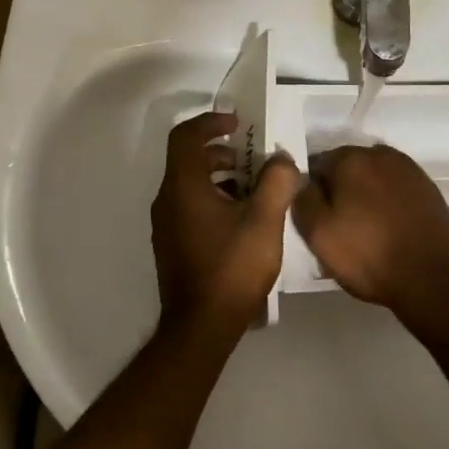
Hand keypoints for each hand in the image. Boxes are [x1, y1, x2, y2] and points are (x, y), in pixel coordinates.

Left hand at [150, 111, 300, 339]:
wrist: (201, 326)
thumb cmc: (232, 268)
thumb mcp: (264, 221)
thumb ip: (277, 182)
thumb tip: (282, 160)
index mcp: (183, 186)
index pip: (185, 136)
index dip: (210, 122)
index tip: (238, 123)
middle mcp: (167, 200)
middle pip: (188, 159)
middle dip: (221, 152)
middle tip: (253, 160)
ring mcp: (166, 224)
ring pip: (190, 184)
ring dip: (220, 177)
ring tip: (254, 191)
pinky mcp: (172, 244)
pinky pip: (189, 205)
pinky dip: (213, 198)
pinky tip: (241, 221)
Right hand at [291, 144, 448, 319]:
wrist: (430, 278)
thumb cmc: (368, 255)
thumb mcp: (318, 233)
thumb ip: (302, 198)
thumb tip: (304, 180)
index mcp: (350, 158)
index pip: (317, 165)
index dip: (313, 192)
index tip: (317, 218)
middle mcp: (380, 153)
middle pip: (347, 168)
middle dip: (340, 190)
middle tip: (340, 226)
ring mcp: (408, 169)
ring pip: (373, 177)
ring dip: (365, 194)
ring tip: (366, 229)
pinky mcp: (427, 187)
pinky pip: (395, 188)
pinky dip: (388, 201)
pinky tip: (389, 227)